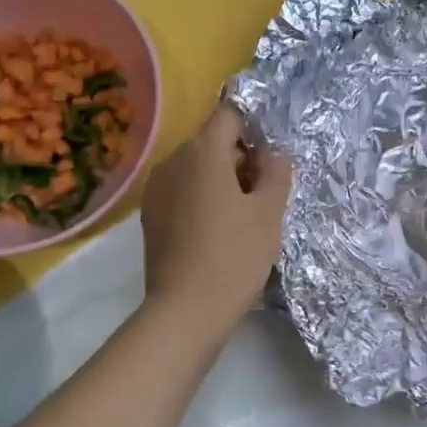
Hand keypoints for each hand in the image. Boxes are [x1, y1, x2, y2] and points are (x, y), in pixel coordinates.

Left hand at [140, 102, 292, 332]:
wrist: (187, 310)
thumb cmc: (235, 255)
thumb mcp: (270, 212)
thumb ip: (276, 171)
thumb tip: (272, 154)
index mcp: (202, 152)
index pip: (230, 116)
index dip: (255, 129)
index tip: (272, 156)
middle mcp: (172, 161)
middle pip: (212, 142)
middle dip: (240, 157)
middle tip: (266, 190)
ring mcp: (156, 189)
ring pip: (196, 168)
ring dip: (221, 179)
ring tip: (243, 213)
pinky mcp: (150, 215)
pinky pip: (182, 191)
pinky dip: (202, 198)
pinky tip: (218, 229)